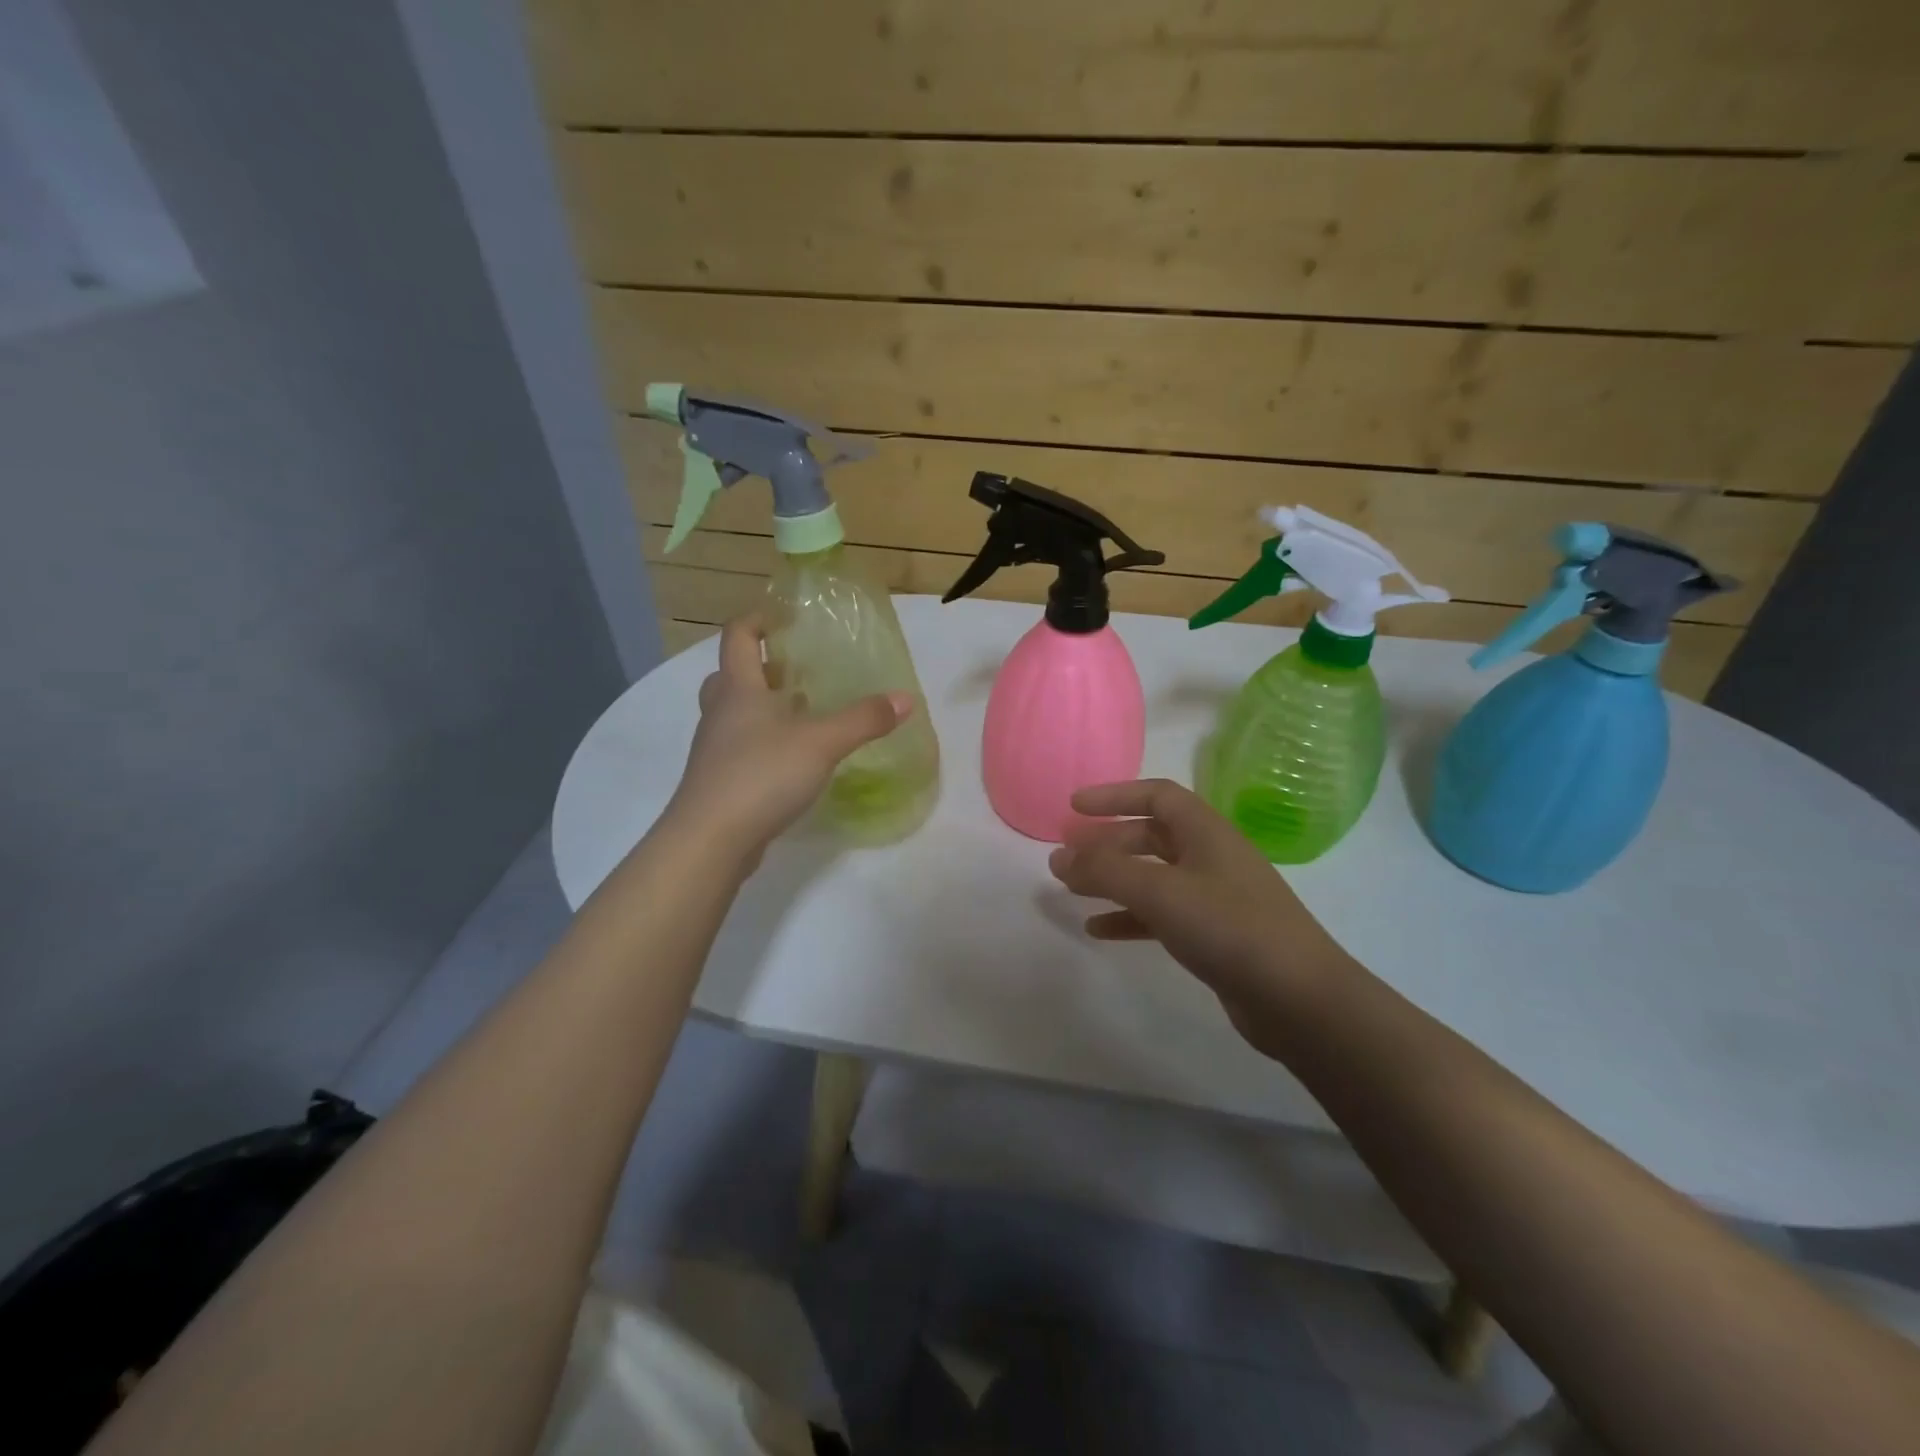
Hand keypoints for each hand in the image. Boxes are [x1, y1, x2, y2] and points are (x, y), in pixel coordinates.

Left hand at [664, 615, 910, 862]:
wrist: (710, 840)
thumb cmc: (761, 775)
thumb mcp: (822, 743)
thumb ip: (864, 719)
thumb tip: (905, 698)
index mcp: (739, 689)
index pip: (738, 636)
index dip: (758, 620)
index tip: (786, 619)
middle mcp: (721, 713)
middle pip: (731, 675)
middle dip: (761, 668)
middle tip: (796, 672)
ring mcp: (715, 750)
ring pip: (735, 715)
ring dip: (763, 708)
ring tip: (803, 715)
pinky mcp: (719, 782)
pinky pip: (740, 749)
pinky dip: (763, 744)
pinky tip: (793, 761)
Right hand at [1048, 779, 1354, 1057]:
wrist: (1299, 1000)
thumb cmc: (1229, 928)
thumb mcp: (1159, 892)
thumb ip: (1104, 871)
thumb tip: (1058, 857)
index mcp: (1206, 832)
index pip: (1156, 796)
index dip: (1114, 796)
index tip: (1074, 806)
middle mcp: (1211, 856)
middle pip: (1151, 836)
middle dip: (1108, 842)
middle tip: (1068, 855)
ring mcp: (1216, 897)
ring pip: (1154, 876)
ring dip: (1114, 880)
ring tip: (1073, 891)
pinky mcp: (1216, 935)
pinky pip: (1163, 914)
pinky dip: (1130, 917)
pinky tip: (1099, 931)